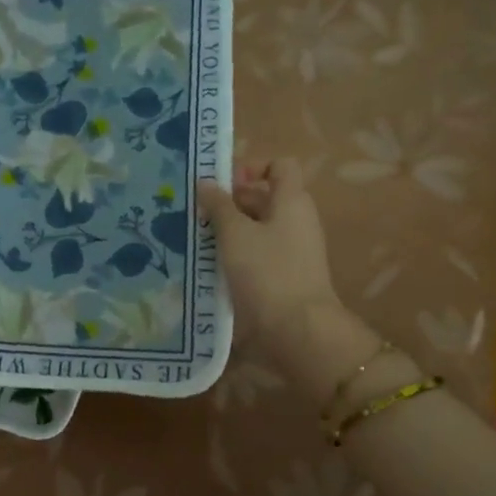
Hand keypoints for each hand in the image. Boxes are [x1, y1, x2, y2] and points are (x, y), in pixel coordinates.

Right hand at [198, 158, 344, 350]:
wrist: (297, 330)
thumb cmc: (266, 272)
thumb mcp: (235, 234)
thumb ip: (219, 206)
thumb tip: (206, 182)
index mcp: (292, 201)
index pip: (279, 166)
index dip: (251, 168)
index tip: (222, 186)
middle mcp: (297, 220)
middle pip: (265, 197)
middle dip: (231, 202)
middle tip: (198, 215)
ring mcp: (293, 250)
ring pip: (258, 228)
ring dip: (230, 230)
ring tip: (198, 241)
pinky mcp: (285, 275)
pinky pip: (259, 253)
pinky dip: (238, 254)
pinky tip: (212, 266)